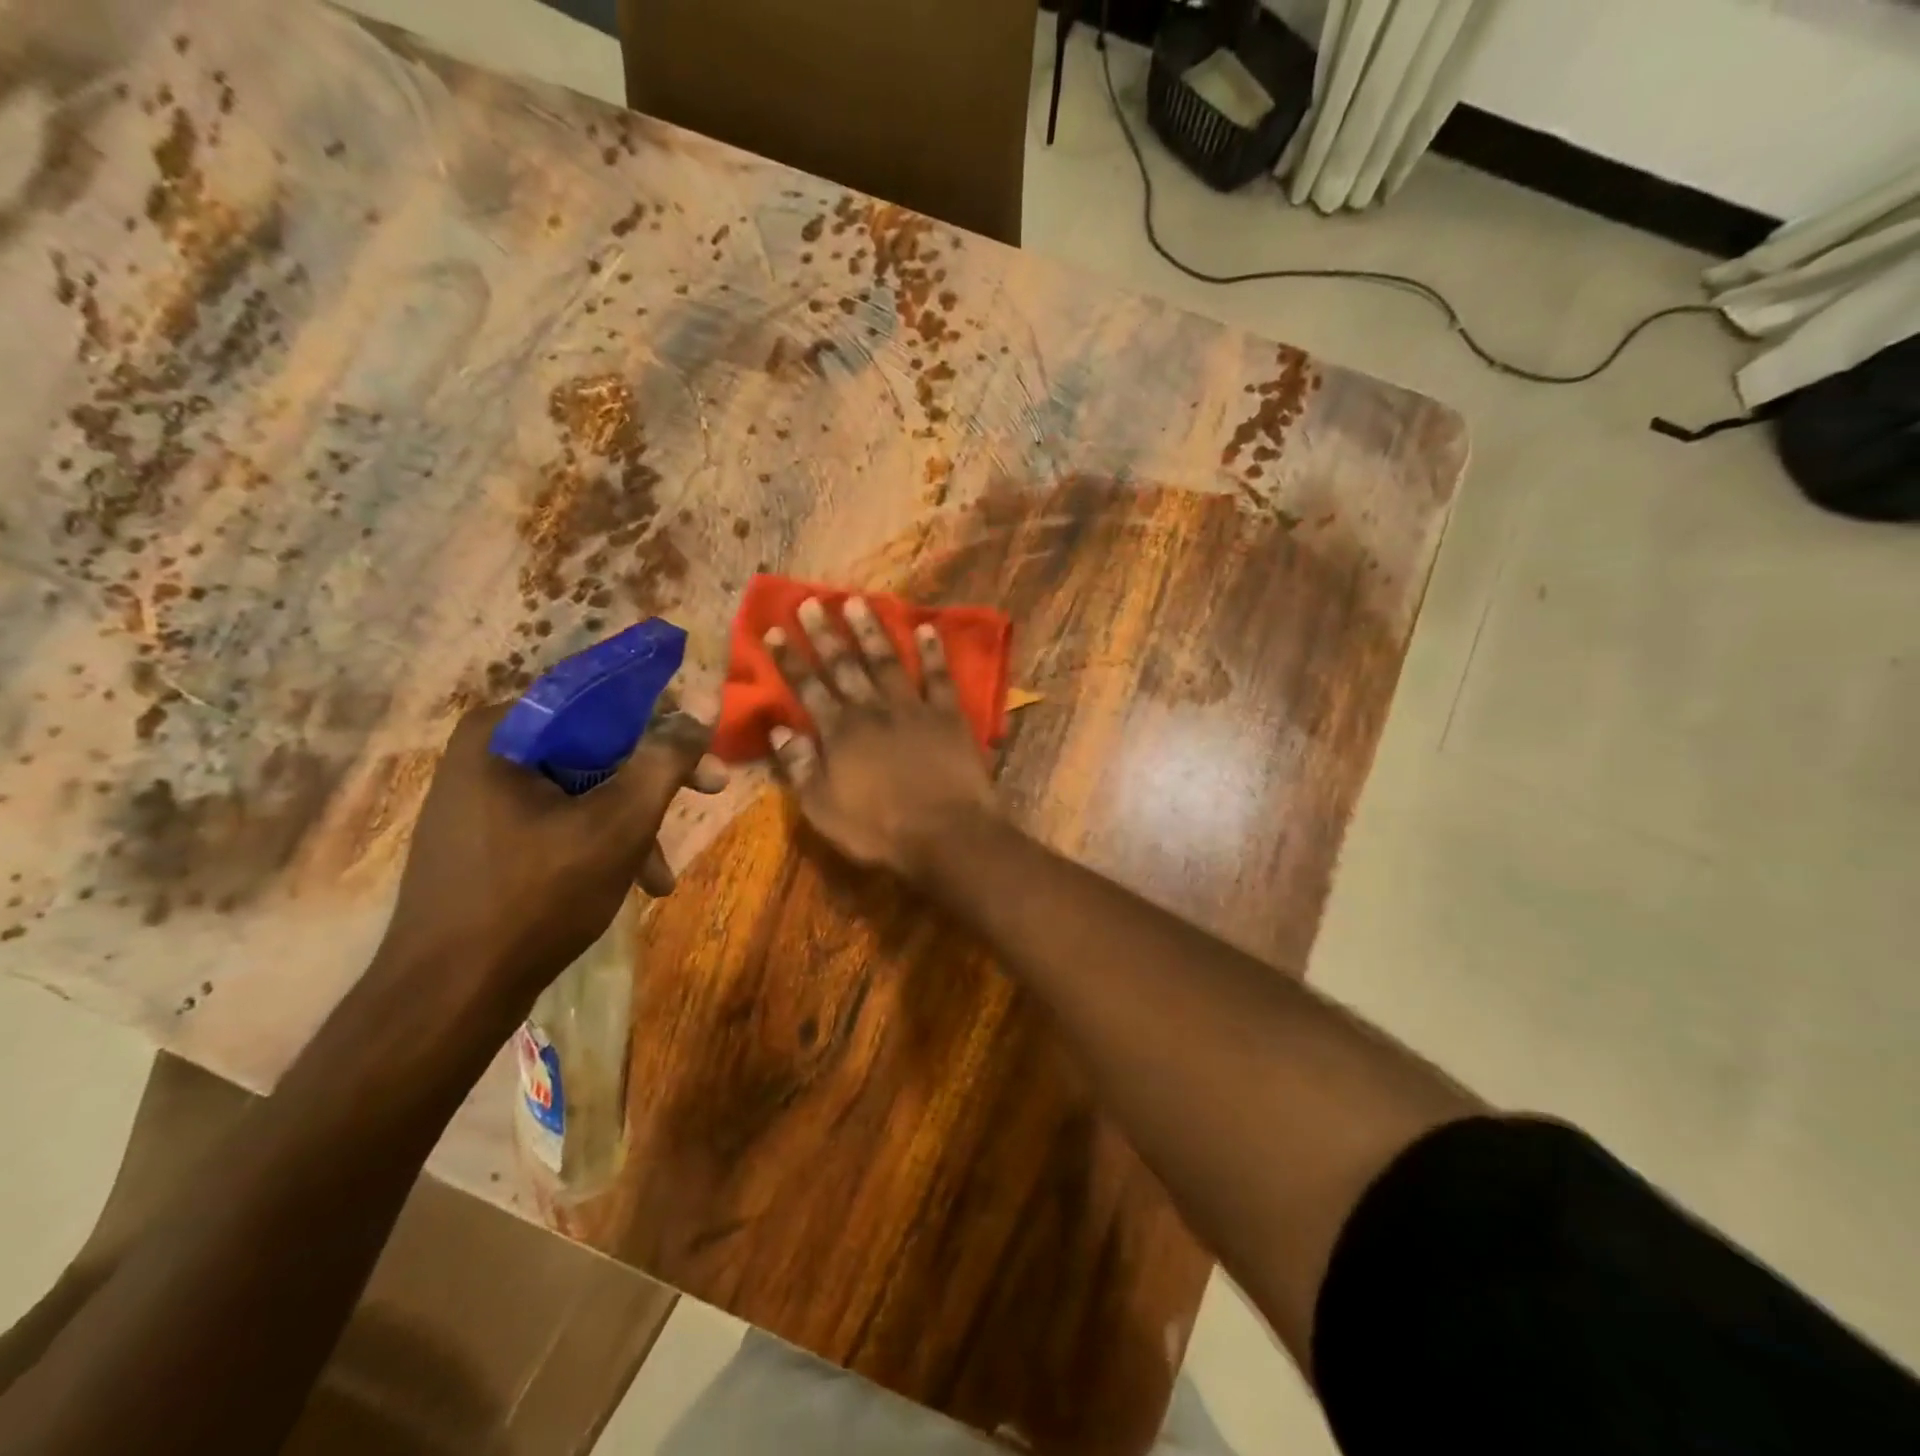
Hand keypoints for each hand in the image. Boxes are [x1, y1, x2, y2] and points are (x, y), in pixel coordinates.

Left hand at [375, 704, 726, 1009]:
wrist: (448, 996)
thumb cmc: (538, 896)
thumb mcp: (620, 822)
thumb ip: (666, 758)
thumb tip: (705, 704)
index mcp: (503, 730)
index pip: (602, 699)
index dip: (665, 721)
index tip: (705, 752)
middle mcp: (486, 751)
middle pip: (596, 746)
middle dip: (654, 782)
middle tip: (711, 793)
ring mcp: (479, 796)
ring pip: (582, 787)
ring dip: (632, 822)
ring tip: (660, 874)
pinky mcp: (483, 837)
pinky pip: (558, 817)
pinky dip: (599, 841)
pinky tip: (630, 881)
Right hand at [765, 597, 998, 880]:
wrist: (946, 834)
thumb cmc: (880, 829)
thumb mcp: (824, 809)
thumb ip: (799, 767)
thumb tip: (778, 729)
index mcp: (839, 733)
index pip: (807, 688)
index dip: (789, 660)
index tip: (775, 631)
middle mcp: (872, 710)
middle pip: (844, 665)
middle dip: (825, 633)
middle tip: (811, 601)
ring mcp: (912, 708)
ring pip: (887, 660)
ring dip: (871, 630)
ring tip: (858, 600)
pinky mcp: (948, 715)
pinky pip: (938, 676)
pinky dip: (933, 652)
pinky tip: (927, 627)